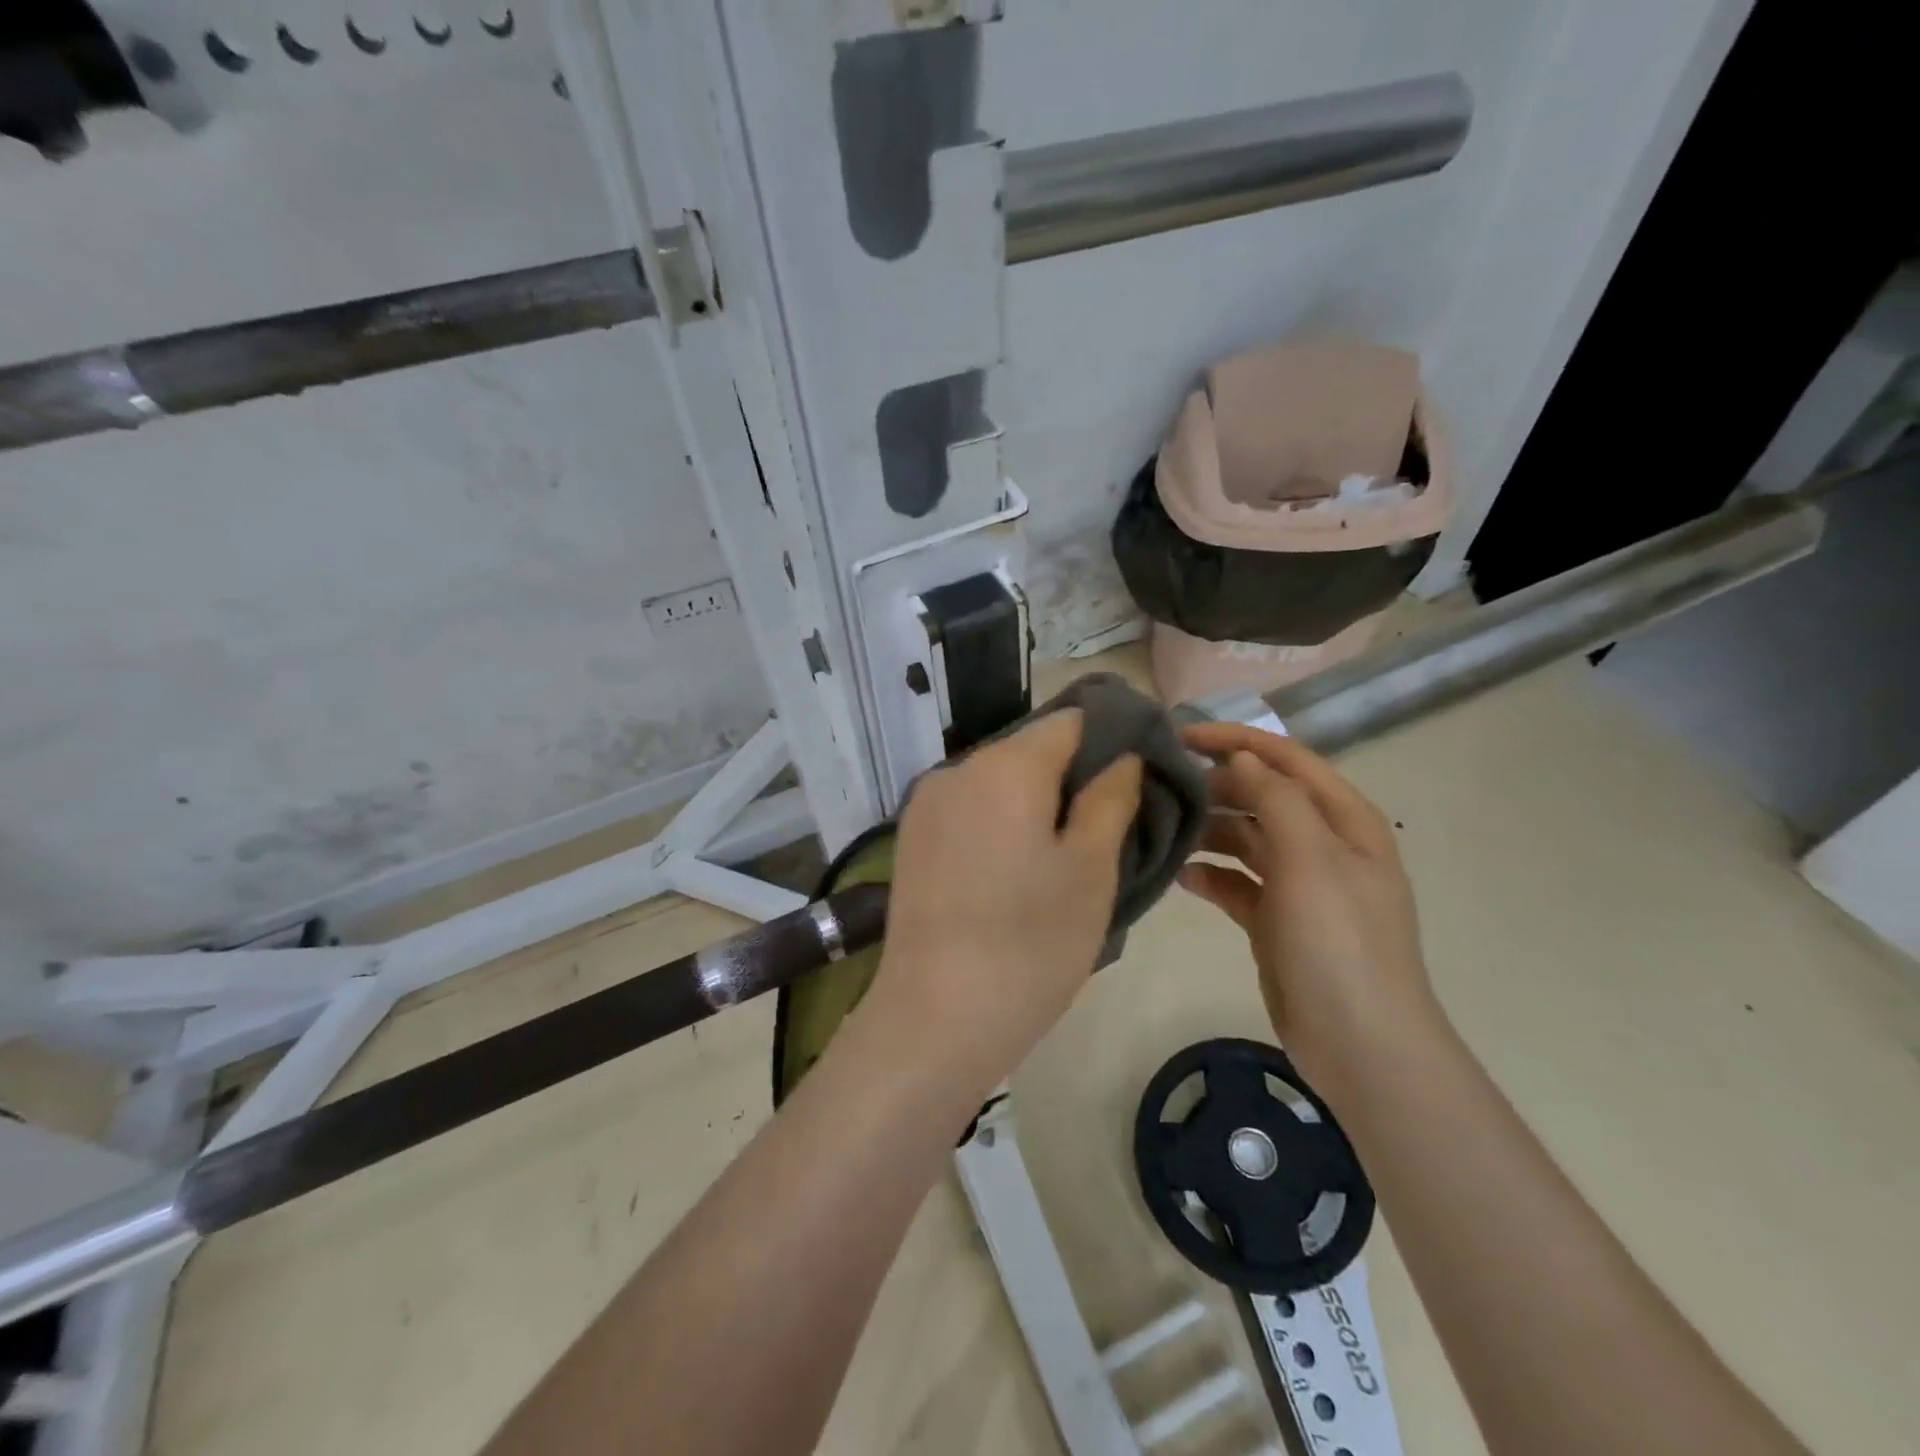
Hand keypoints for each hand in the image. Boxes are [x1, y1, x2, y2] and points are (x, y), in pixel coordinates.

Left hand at [863, 710, 1142, 1097]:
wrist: (935, 1018)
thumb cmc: (1030, 943)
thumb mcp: (1092, 869)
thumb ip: (1111, 797)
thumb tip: (1123, 755)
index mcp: (1006, 766)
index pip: (1072, 720)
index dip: (1114, 736)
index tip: (1141, 773)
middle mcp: (958, 769)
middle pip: (1032, 749)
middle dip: (1075, 774)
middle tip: (1110, 823)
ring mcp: (927, 804)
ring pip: (999, 780)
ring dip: (1036, 800)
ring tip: (1065, 852)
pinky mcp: (912, 838)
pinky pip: (970, 809)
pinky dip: (1001, 821)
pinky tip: (1016, 869)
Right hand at [1179, 723, 1441, 1103]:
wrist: (1360, 1042)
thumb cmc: (1339, 941)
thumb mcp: (1311, 858)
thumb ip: (1275, 797)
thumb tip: (1241, 757)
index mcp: (1343, 819)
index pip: (1286, 758)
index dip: (1236, 739)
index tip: (1181, 735)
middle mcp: (1322, 844)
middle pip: (1262, 795)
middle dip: (1216, 785)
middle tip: (1161, 783)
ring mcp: (1299, 884)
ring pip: (1245, 838)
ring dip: (1209, 830)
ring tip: (1162, 827)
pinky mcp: (1275, 920)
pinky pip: (1236, 882)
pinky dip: (1210, 875)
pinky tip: (1180, 877)